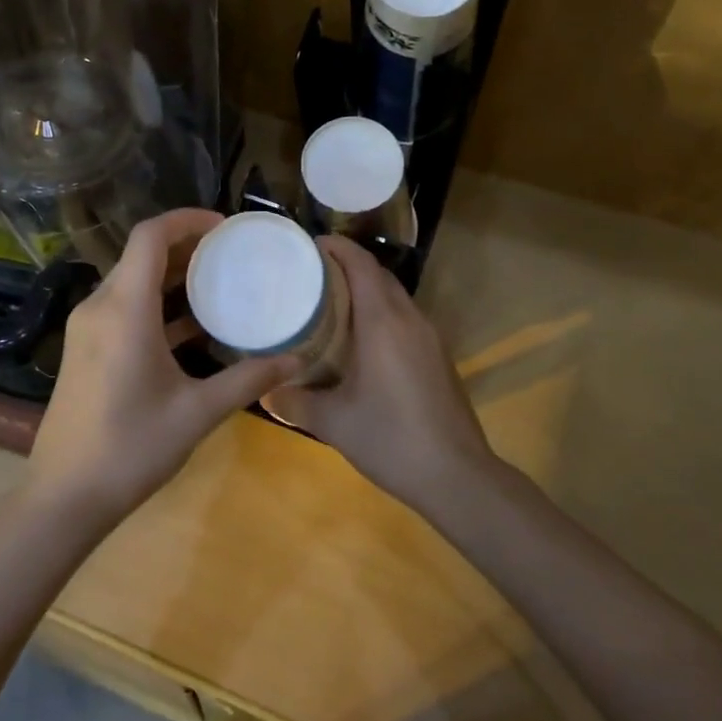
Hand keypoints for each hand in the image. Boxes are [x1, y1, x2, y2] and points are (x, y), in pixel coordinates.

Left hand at [25, 209, 298, 533]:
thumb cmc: (130, 448)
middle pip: (142, 254)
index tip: (226, 227)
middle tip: (231, 254)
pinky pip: (124, 306)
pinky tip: (193, 324)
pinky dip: (157, 303)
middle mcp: (100, 306)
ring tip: (218, 282)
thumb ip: (247, 380)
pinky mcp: (87, 348)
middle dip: (186, 245)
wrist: (63, 498)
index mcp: (124, 309)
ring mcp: (88, 328)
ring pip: (132, 280)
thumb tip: (296, 360)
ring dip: (172, 275)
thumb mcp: (196, 412)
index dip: (187, 220)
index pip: (151, 236)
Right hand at [267, 236, 496, 512]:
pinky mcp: (438, 357)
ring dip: (367, 290)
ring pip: (395, 297)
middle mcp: (409, 319)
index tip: (310, 245)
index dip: (337, 248)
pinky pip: (406, 319)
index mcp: (383, 322)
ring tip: (332, 303)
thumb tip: (264, 391)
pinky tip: (362, 341)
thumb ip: (295, 402)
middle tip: (312, 274)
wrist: (457, 476)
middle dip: (348, 266)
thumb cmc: (390, 438)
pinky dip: (382, 313)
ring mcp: (430, 338)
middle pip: (379, 276)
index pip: (361, 264)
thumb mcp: (333, 423)